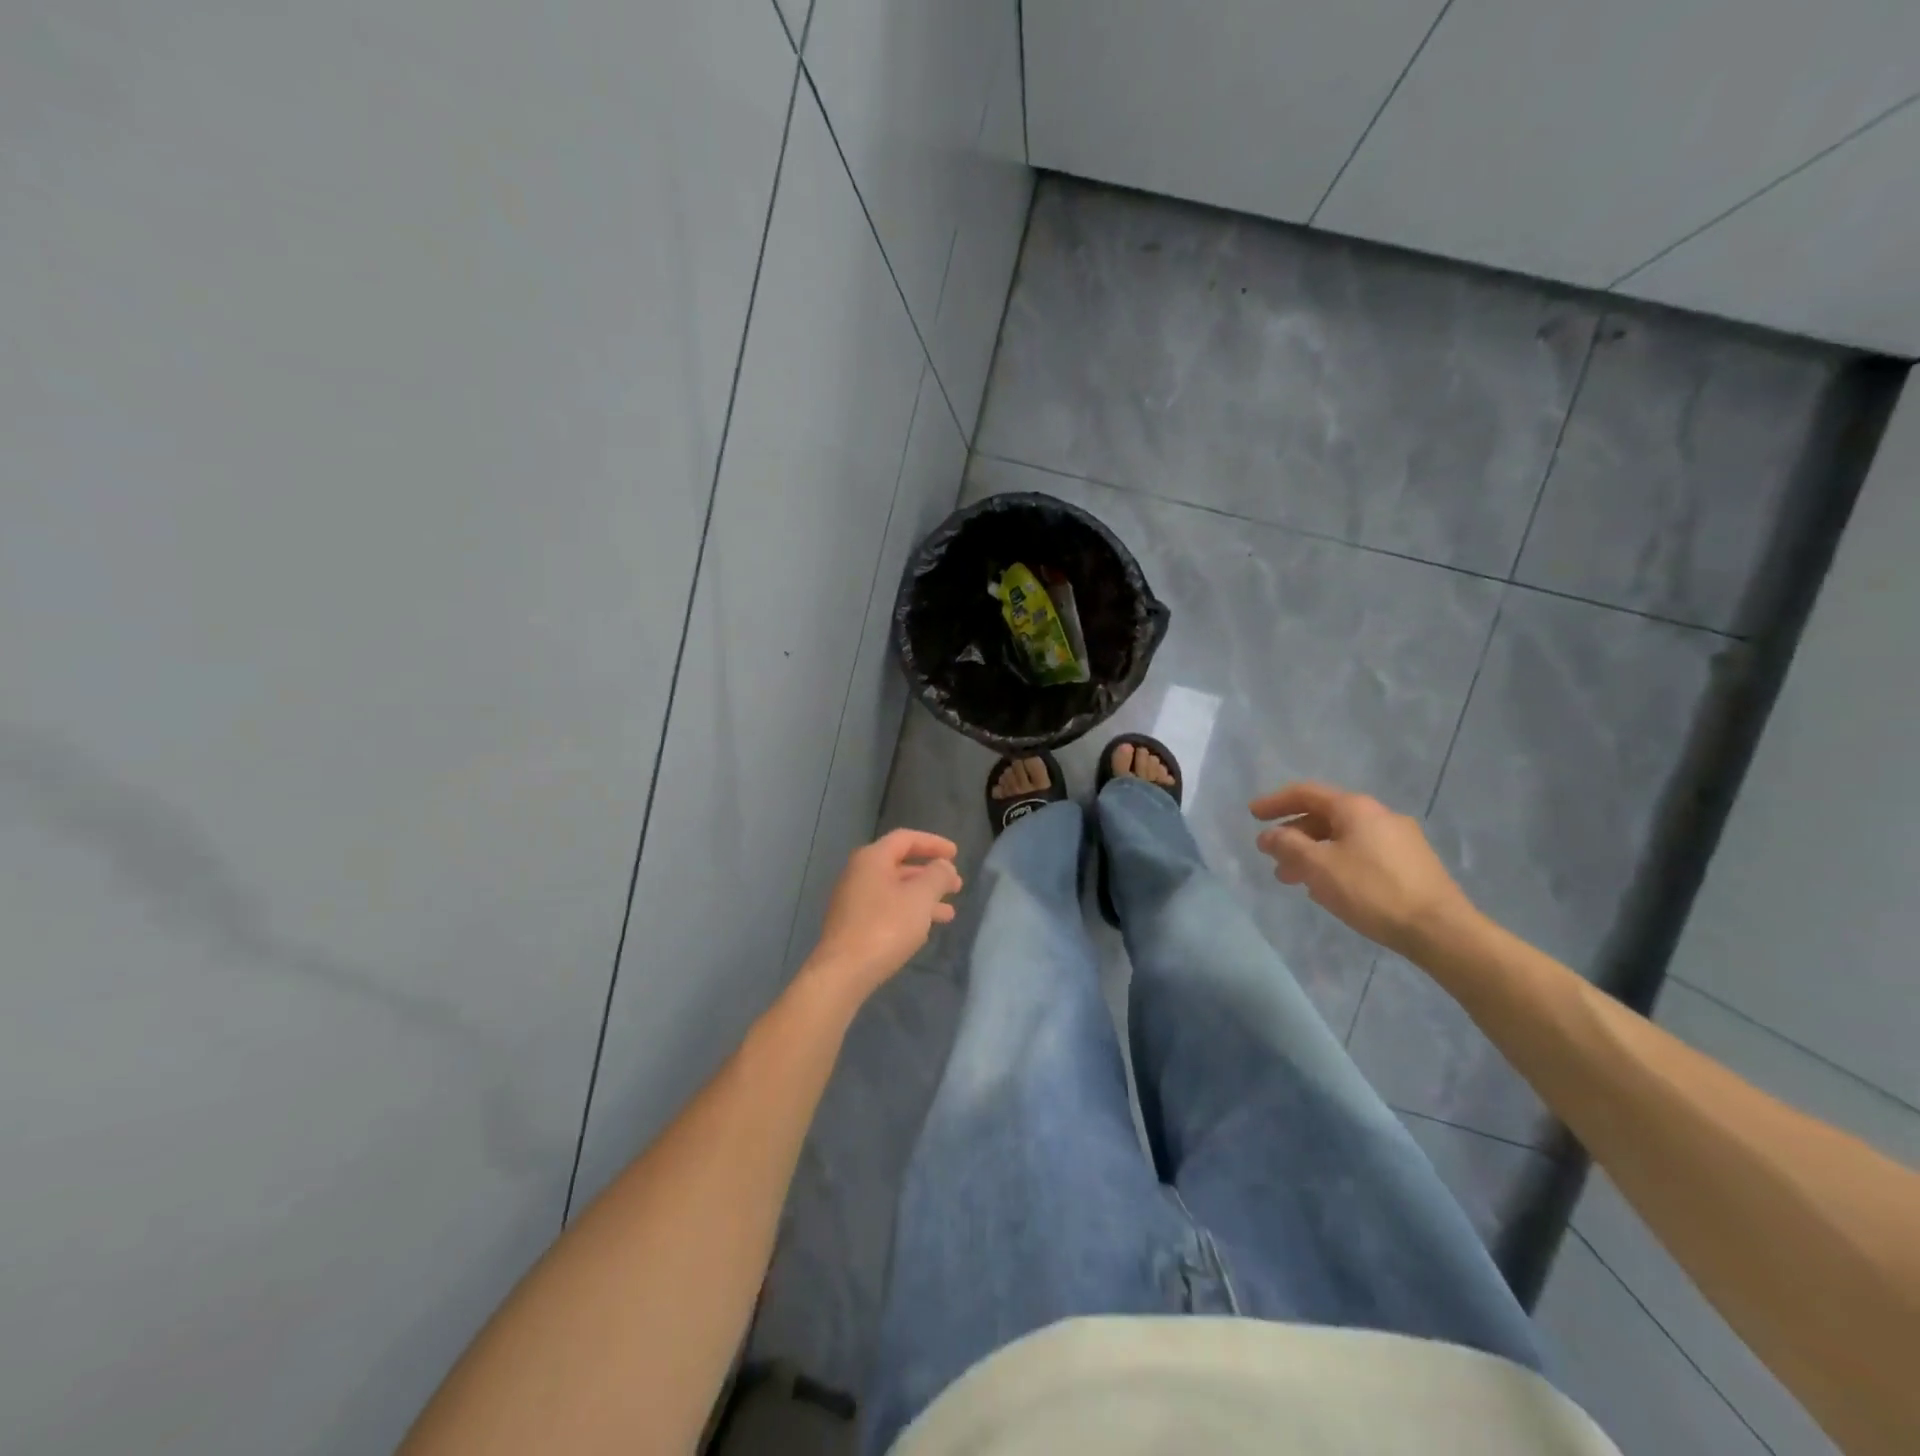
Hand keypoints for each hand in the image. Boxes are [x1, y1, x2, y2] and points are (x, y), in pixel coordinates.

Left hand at [806, 829, 962, 1002]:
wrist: (843, 972)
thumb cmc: (885, 927)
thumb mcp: (920, 898)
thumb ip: (937, 876)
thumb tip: (943, 866)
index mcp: (872, 858)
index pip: (905, 839)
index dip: (933, 843)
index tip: (956, 853)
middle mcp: (858, 873)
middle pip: (900, 864)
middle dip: (930, 874)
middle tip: (956, 886)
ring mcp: (853, 900)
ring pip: (895, 890)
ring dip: (923, 897)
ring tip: (949, 914)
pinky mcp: (852, 924)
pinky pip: (886, 908)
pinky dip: (908, 912)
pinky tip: (924, 929)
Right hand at [1250, 782, 1474, 954]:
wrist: (1441, 930)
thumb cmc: (1372, 891)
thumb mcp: (1319, 867)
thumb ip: (1288, 845)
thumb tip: (1270, 834)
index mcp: (1356, 808)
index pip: (1306, 793)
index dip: (1276, 802)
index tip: (1252, 814)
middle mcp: (1379, 815)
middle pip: (1325, 816)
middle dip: (1293, 835)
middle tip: (1271, 857)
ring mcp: (1400, 839)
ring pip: (1343, 838)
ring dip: (1313, 853)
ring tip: (1295, 880)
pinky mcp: (1412, 863)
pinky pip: (1362, 853)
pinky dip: (1336, 862)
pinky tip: (1329, 888)